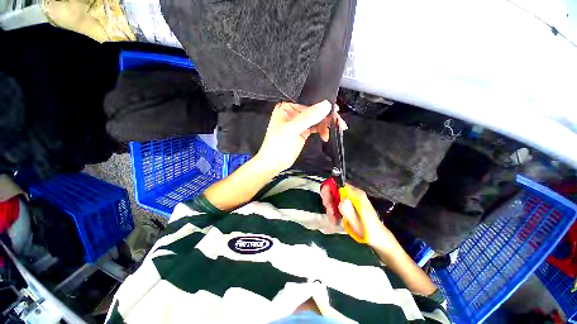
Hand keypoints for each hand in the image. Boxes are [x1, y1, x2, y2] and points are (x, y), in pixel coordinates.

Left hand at [255, 100, 344, 172]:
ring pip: (317, 119)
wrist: (275, 163)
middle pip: (314, 110)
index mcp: (287, 107)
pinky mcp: (303, 131)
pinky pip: (316, 127)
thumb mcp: (292, 129)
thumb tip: (326, 105)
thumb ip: (308, 117)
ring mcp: (299, 123)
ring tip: (335, 130)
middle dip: (327, 116)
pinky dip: (322, 131)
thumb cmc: (277, 145)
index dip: (321, 105)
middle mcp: (294, 113)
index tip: (335, 109)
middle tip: (339, 122)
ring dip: (326, 125)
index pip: (308, 101)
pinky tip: (326, 136)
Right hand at [321, 184, 400, 251]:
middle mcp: (353, 194)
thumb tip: (340, 199)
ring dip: (331, 207)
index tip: (326, 201)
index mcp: (356, 194)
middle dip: (329, 200)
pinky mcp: (349, 205)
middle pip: (335, 190)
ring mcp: (351, 199)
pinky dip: (334, 210)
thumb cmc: (367, 229)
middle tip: (329, 212)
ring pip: (334, 198)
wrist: (376, 237)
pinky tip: (335, 219)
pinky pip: (337, 204)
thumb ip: (347, 209)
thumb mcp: (355, 221)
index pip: (339, 184)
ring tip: (333, 218)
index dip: (329, 189)